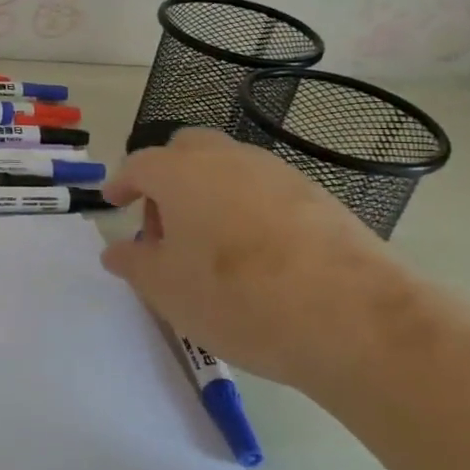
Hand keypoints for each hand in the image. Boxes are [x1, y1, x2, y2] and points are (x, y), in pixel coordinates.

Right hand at [99, 130, 417, 395]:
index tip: (113, 203)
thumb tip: (117, 250)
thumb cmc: (238, 298)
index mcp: (181, 173)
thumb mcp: (166, 289)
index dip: (122, 184)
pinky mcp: (318, 196)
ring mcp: (277, 173)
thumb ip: (133, 263)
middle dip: (166, 179)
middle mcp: (227, 159)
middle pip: (186, 150)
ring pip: (228, 167)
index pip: (139, 165)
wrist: (355, 318)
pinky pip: (265, 189)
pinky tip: (256, 252)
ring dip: (207, 192)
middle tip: (164, 227)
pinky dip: (246, 207)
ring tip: (209, 244)